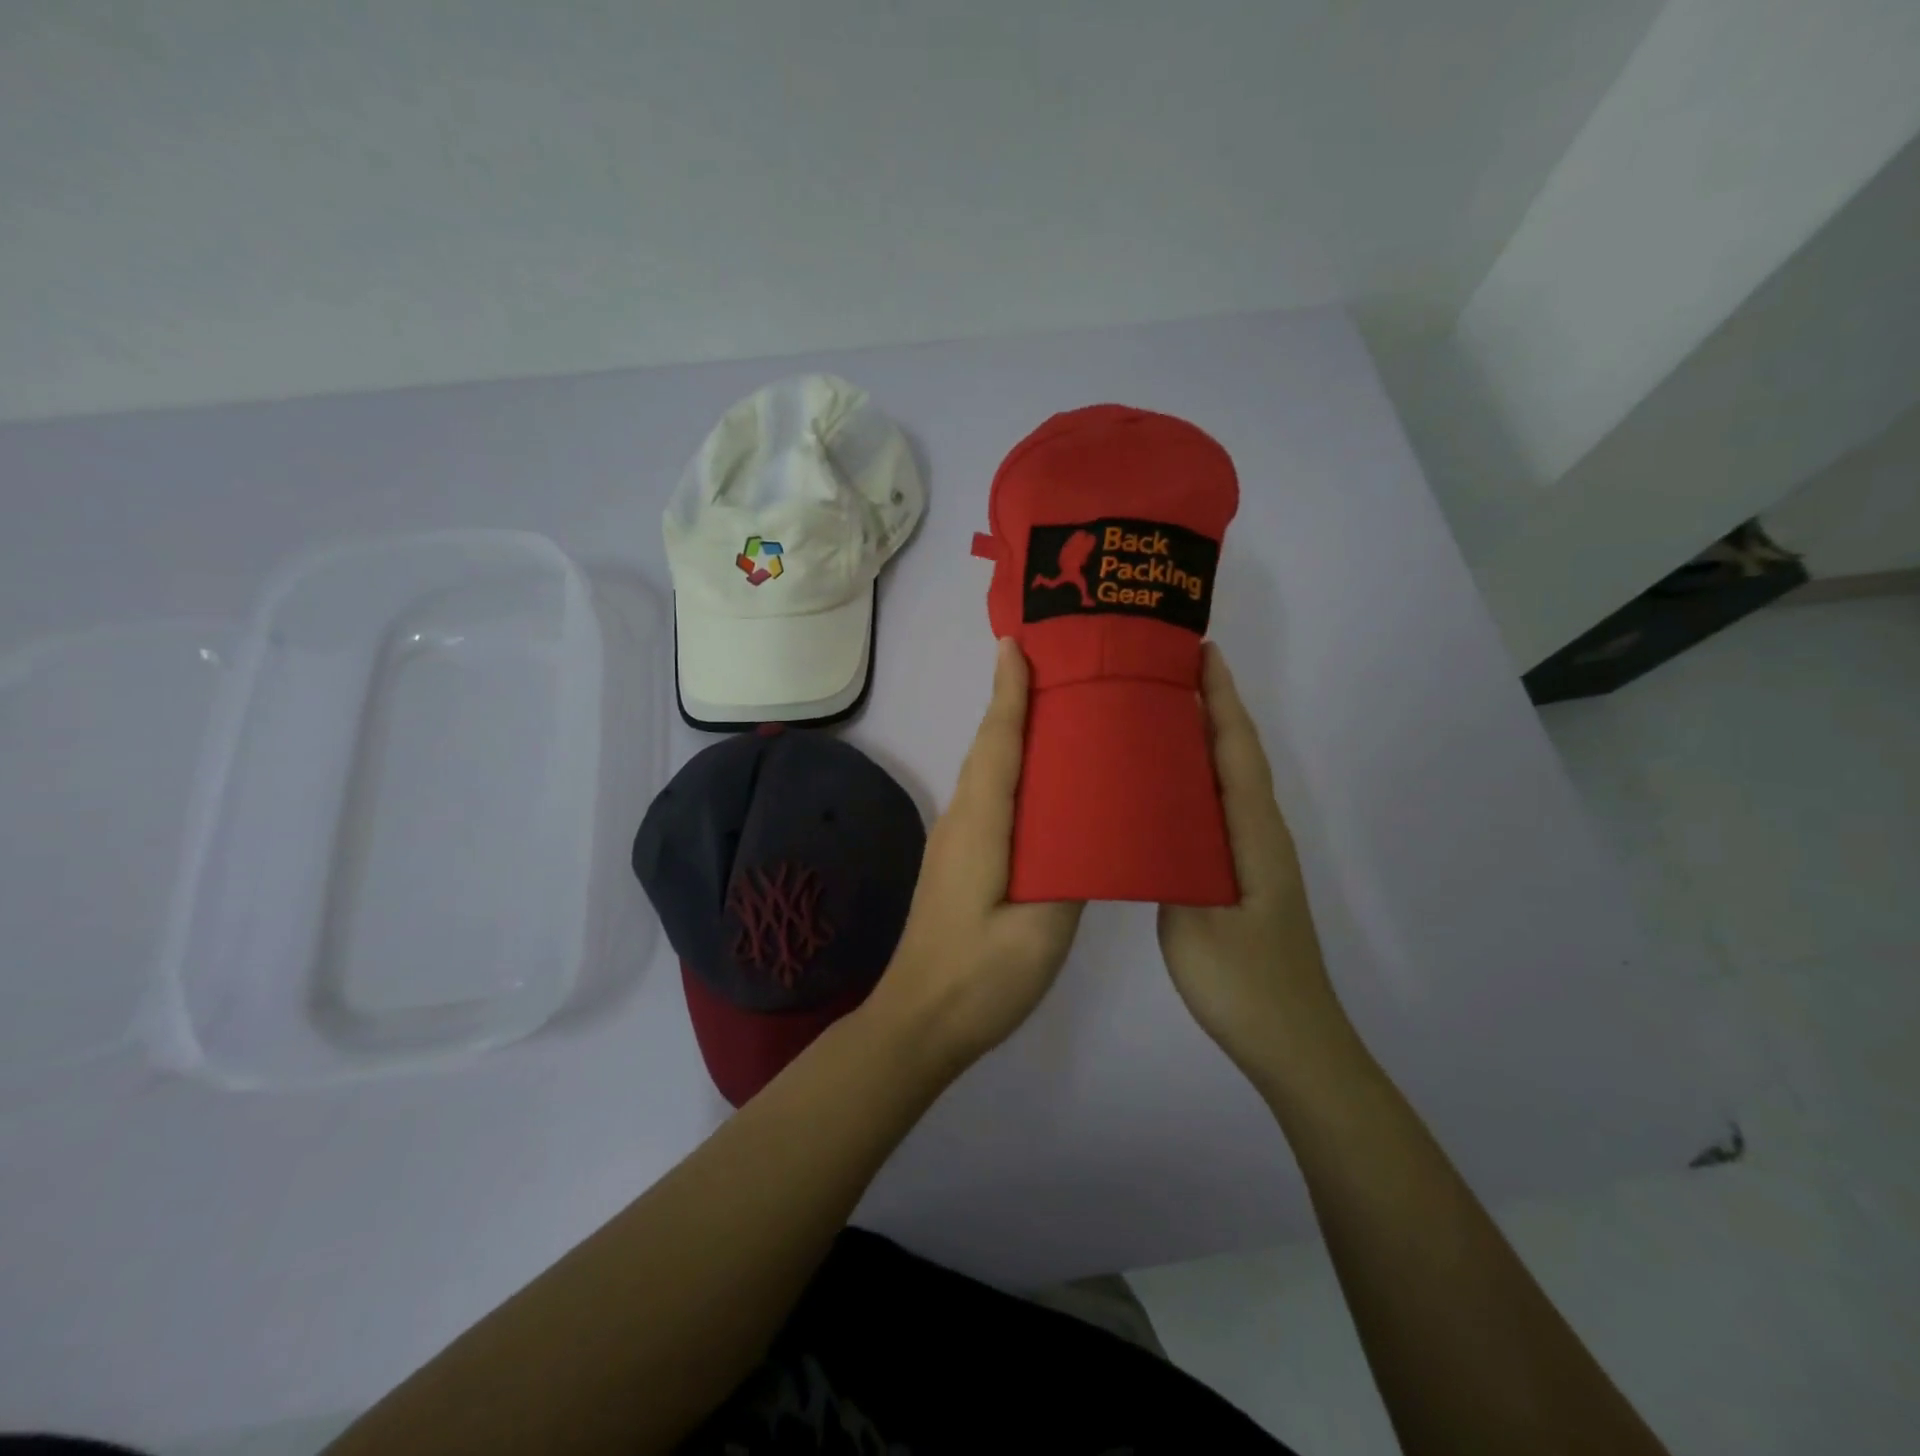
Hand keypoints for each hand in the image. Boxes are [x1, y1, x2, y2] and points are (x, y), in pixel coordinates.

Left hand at [867, 639, 1083, 1074]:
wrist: (918, 1022)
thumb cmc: (979, 978)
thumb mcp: (1039, 933)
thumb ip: (1069, 875)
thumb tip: (1088, 831)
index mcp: (981, 827)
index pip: (997, 744)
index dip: (1008, 694)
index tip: (1017, 645)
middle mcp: (960, 821)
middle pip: (989, 748)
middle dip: (1014, 701)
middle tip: (1055, 666)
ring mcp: (954, 842)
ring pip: (986, 773)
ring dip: (1011, 734)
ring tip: (1056, 710)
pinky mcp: (958, 862)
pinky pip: (988, 798)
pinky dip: (1010, 771)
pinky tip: (1040, 781)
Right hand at [1157, 644, 1347, 1083]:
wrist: (1292, 1042)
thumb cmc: (1243, 981)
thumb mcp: (1196, 921)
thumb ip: (1171, 861)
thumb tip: (1144, 814)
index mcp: (1252, 834)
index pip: (1236, 750)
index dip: (1221, 700)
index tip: (1201, 653)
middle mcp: (1259, 834)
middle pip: (1237, 756)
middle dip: (1213, 708)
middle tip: (1168, 671)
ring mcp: (1254, 857)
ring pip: (1229, 782)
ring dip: (1205, 741)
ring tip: (1160, 714)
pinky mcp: (1243, 877)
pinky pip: (1218, 810)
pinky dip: (1198, 781)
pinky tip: (1166, 789)